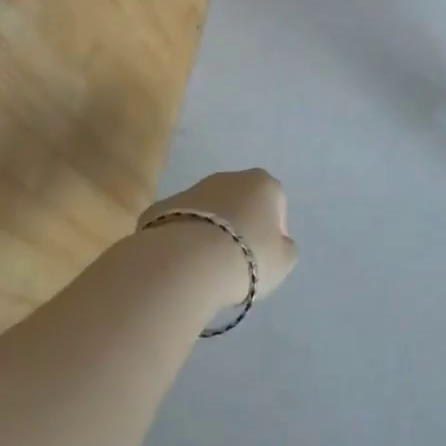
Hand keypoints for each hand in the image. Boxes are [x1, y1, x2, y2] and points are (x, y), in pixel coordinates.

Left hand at [138, 168, 297, 308]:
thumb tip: (277, 243)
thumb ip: (285, 248)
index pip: (276, 203)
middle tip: (237, 261)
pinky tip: (182, 264)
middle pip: (240, 202)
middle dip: (240, 227)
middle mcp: (228, 178)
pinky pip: (180, 224)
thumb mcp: (284, 261)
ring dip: (210, 232)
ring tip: (207, 267)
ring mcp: (191, 189)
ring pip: (208, 211)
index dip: (273, 232)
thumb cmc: (246, 258)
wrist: (184, 263)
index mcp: (262, 183)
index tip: (264, 257)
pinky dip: (182, 240)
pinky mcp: (160, 207)